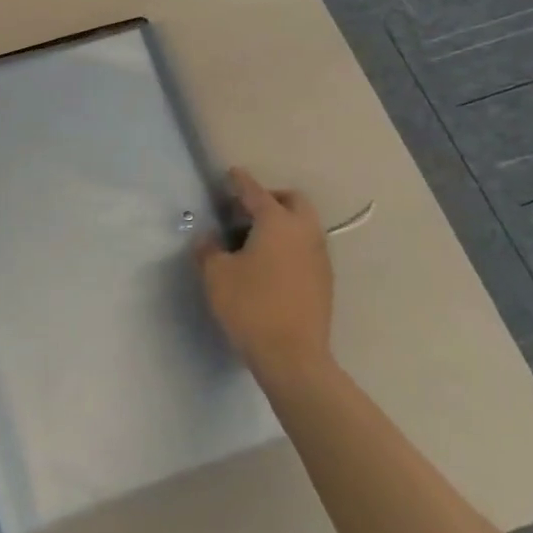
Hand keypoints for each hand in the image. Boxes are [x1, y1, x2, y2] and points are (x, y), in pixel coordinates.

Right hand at [199, 168, 335, 383]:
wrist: (293, 358)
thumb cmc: (250, 306)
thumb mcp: (216, 275)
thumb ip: (208, 249)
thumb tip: (208, 238)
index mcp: (277, 222)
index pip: (256, 192)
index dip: (240, 181)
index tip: (231, 174)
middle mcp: (304, 232)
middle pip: (292, 201)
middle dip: (270, 198)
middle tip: (245, 210)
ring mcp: (320, 257)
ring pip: (304, 224)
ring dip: (283, 222)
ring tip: (255, 238)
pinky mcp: (325, 281)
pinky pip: (307, 247)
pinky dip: (290, 244)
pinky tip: (271, 263)